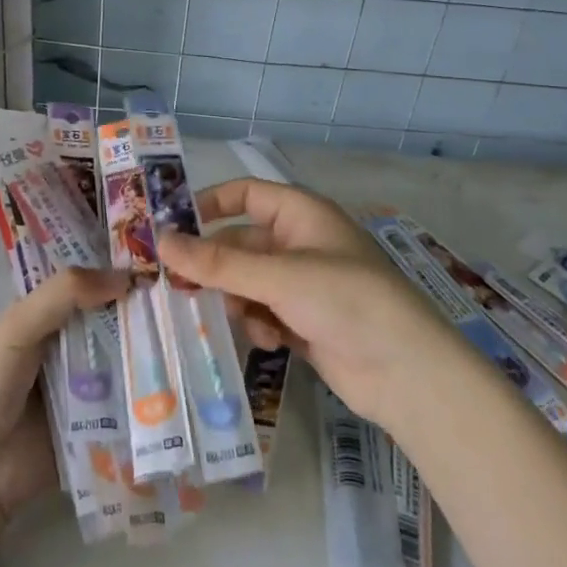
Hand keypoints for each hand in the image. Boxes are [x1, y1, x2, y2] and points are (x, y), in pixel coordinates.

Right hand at [155, 179, 457, 426]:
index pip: (246, 195)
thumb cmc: (345, 301)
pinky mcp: (304, 321)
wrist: (406, 372)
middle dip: (214, 266)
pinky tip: (268, 340)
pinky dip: (258, 324)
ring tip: (231, 317)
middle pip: (240, 244)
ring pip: (247, 282)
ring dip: (236, 299)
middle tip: (178, 286)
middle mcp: (300, 244)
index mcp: (301, 215)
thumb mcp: (278, 277)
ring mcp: (303, 285)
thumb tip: (161, 242)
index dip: (209, 204)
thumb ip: (218, 263)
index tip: (170, 226)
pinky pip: (263, 312)